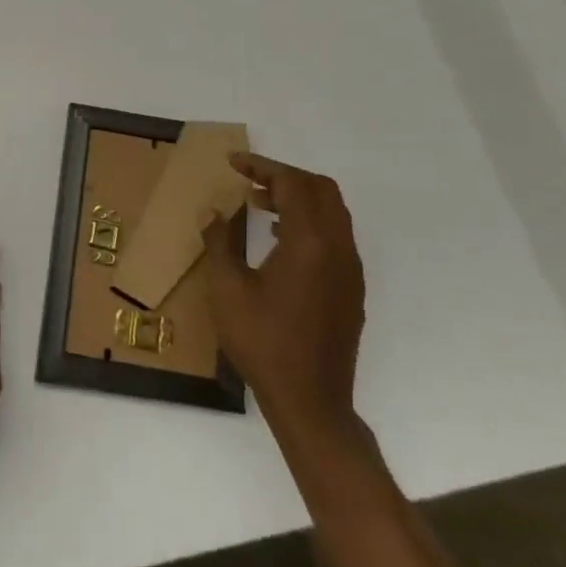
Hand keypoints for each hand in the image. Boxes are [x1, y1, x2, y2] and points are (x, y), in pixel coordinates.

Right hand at [203, 153, 366, 443]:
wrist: (311, 403)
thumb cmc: (264, 343)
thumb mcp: (227, 289)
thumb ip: (220, 241)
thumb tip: (214, 211)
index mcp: (309, 242)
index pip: (292, 183)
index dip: (261, 166)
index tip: (233, 163)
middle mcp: (337, 248)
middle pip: (320, 189)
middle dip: (285, 176)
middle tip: (250, 180)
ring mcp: (349, 270)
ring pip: (332, 211)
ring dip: (299, 198)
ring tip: (260, 205)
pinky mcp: (351, 289)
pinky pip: (336, 236)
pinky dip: (311, 222)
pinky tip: (280, 241)